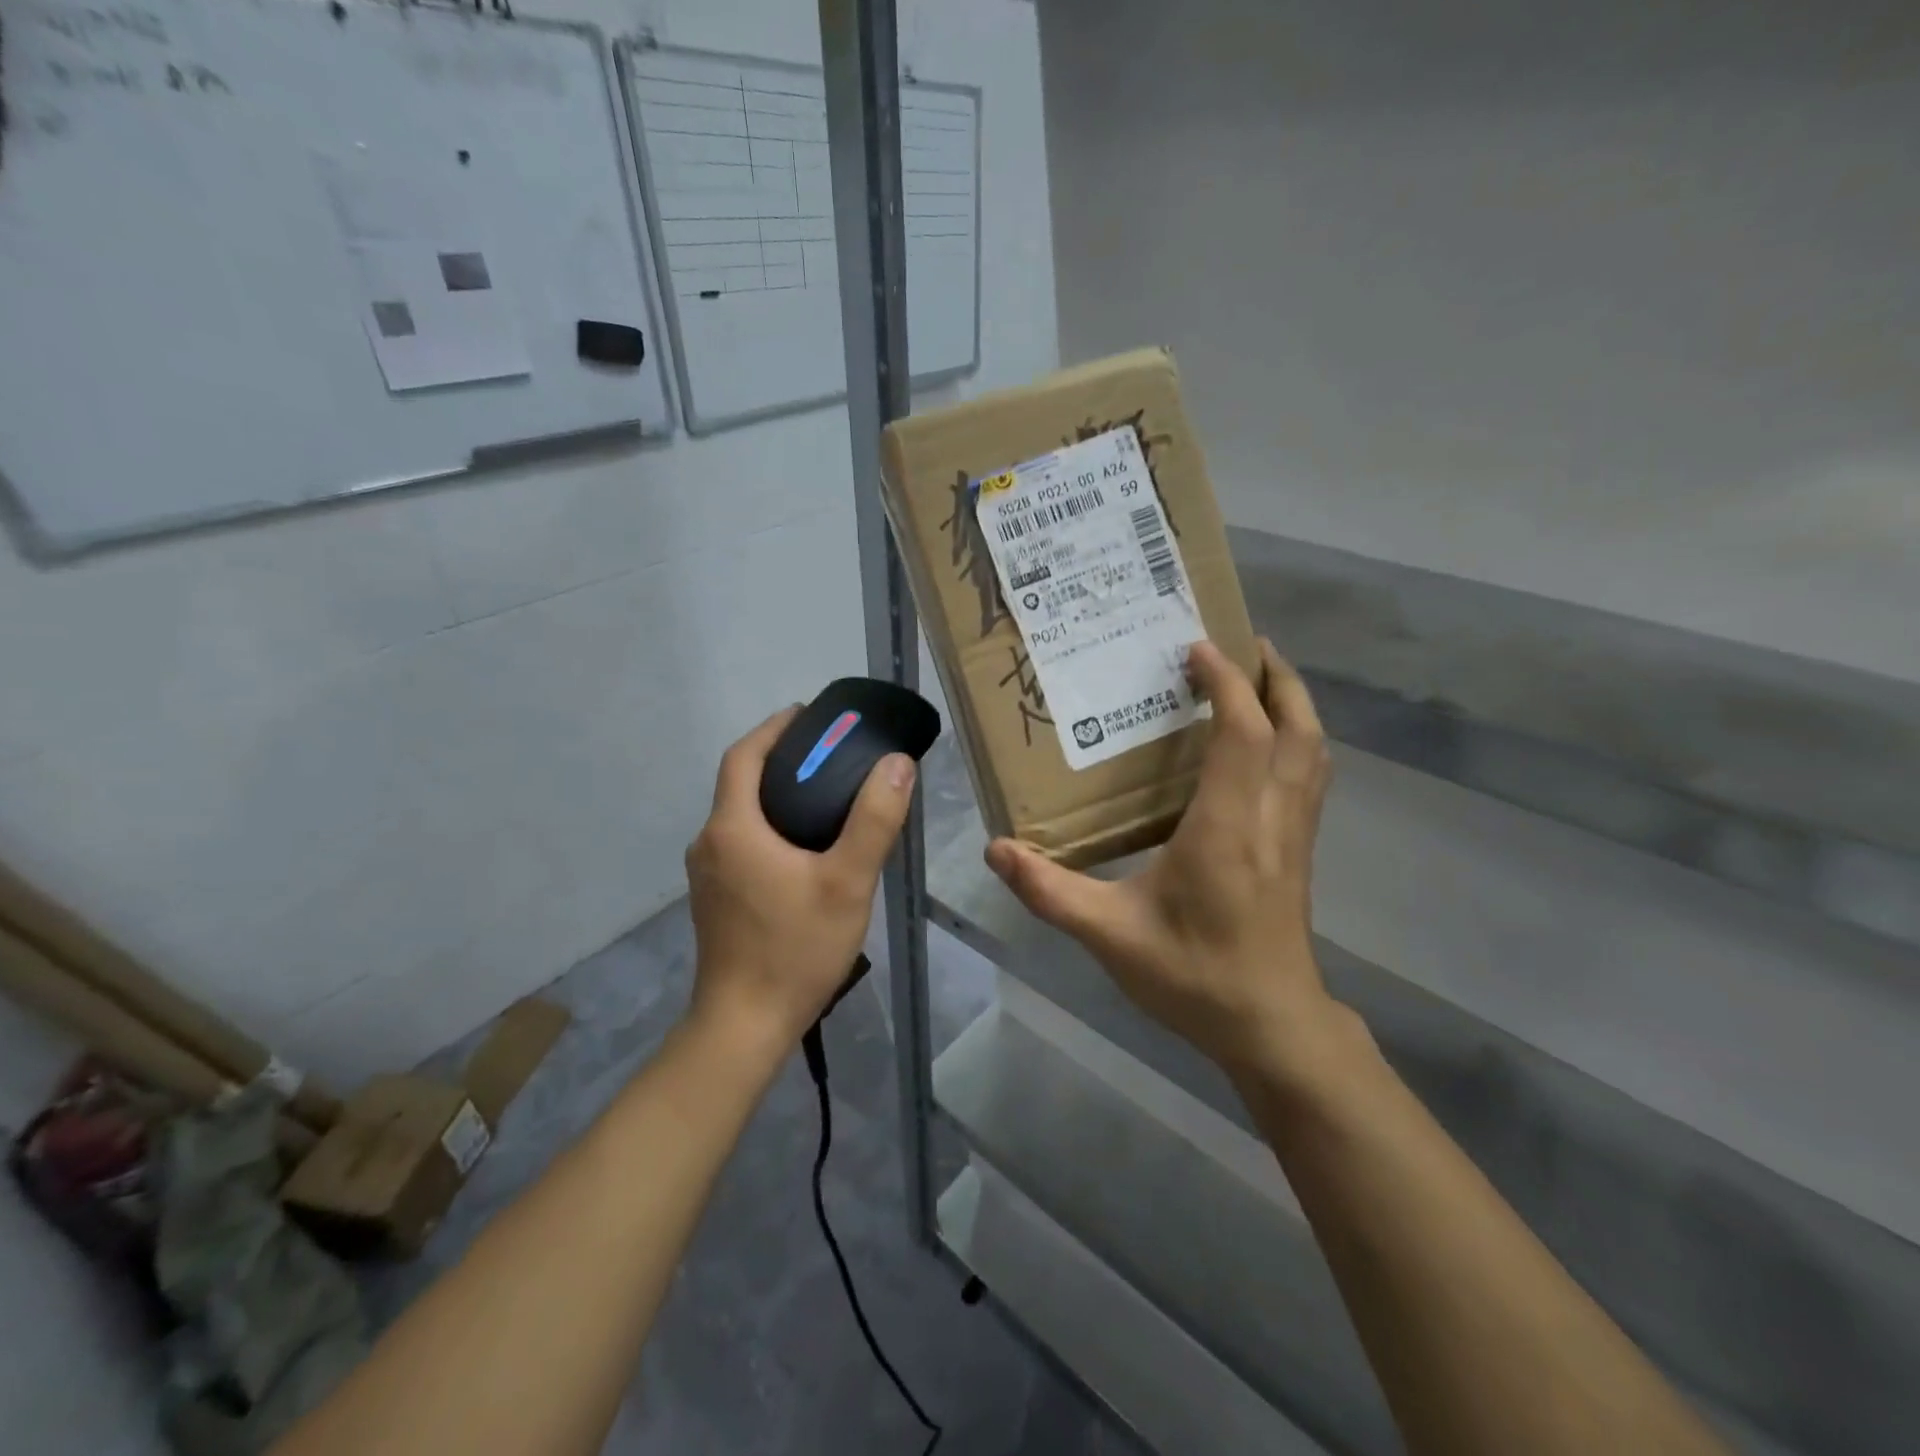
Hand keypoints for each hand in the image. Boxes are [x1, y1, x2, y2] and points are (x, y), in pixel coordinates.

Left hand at [685, 707, 916, 1052]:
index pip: (744, 756)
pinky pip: (740, 843)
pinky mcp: (714, 899)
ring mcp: (706, 874)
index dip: (774, 728)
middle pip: (740, 783)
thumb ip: (874, 820)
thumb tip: (897, 764)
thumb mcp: (847, 882)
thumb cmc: (795, 949)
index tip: (809, 715)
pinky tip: (805, 847)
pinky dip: (769, 827)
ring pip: (740, 816)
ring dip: (775, 795)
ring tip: (826, 796)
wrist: (744, 1026)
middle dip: (780, 759)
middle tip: (831, 755)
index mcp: (733, 828)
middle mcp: (710, 843)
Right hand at [985, 640, 1337, 1077]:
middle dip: (1275, 677)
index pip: (1243, 733)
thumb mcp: (1109, 936)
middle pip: (1297, 728)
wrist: (1272, 1027)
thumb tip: (997, 850)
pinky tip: (1267, 745)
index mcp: (1227, 827)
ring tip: (1258, 679)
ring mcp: (1296, 835)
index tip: (1196, 647)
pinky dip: (1296, 741)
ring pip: (1314, 750)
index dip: (1225, 683)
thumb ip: (1051, 891)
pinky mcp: (1301, 851)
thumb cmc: (1194, 976)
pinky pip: (1311, 776)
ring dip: (1293, 704)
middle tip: (1243, 643)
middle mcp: (1272, 818)